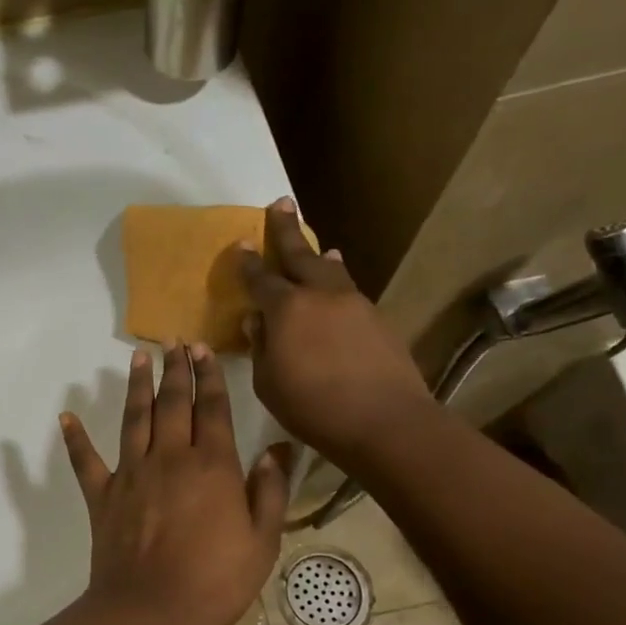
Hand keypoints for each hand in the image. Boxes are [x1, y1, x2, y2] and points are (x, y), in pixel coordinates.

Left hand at [60, 344, 291, 624]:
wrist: (151, 610)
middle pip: (173, 403)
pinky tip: (67, 417)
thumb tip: (276, 449)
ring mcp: (132, 473)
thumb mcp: (262, 541)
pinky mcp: (103, 495)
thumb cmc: (215, 580)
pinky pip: (86, 461)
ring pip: (135, 418)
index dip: (209, 377)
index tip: (203, 349)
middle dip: (176, 370)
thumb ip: (270, 492)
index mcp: (212, 465)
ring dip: (137, 386)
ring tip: (138, 357)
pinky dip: (75, 439)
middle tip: (175, 343)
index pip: (212, 409)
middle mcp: (170, 458)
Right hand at [237, 198, 428, 466]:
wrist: (384, 420)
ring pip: (331, 270)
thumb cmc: (313, 407)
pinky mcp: (377, 319)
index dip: (248, 262)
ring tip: (316, 246)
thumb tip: (256, 320)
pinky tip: (338, 286)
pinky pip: (350, 290)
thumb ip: (260, 346)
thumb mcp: (268, 383)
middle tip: (280, 203)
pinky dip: (339, 280)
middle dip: (285, 230)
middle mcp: (320, 295)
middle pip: (299, 255)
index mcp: (286, 308)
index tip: (241, 243)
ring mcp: (353, 303)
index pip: (260, 278)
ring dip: (318, 255)